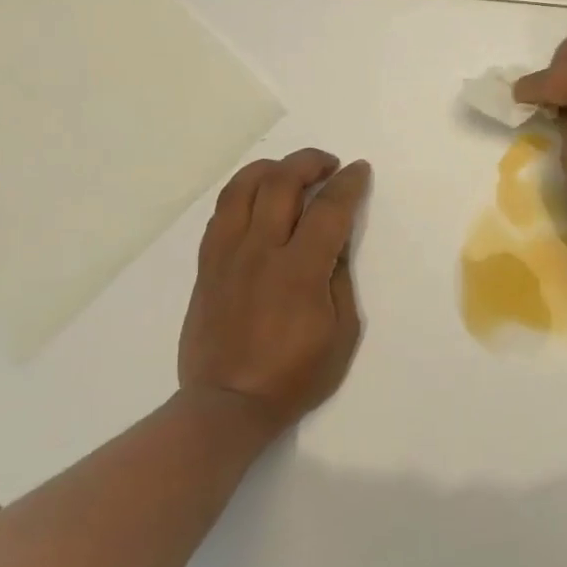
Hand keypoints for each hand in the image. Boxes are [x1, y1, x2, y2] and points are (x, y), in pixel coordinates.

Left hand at [178, 149, 371, 441]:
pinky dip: (242, 195)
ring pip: (242, 189)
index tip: (359, 170)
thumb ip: (340, 280)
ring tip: (289, 171)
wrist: (227, 403)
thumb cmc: (294, 376)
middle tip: (328, 165)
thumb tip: (336, 243)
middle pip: (280, 183)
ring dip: (270, 169)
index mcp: (300, 270)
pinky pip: (221, 214)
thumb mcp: (341, 334)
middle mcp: (260, 251)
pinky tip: (257, 200)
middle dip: (309, 163)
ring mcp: (226, 255)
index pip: (328, 209)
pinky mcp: (206, 266)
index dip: (348, 184)